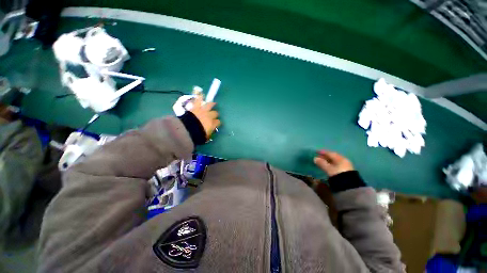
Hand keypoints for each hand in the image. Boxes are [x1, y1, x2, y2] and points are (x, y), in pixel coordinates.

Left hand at [190, 96, 220, 138]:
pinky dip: (199, 96)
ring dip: (211, 104)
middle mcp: (210, 116)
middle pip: (215, 113)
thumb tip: (209, 133)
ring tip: (212, 103)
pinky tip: (200, 93)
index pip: (218, 122)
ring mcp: (203, 111)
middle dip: (215, 114)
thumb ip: (208, 134)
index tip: (216, 124)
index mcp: (213, 124)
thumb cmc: (198, 135)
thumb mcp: (205, 137)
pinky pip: (198, 100)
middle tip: (213, 115)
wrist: (188, 129)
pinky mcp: (196, 107)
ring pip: (209, 105)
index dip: (217, 122)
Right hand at [314, 150, 353, 176]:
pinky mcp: (346, 171)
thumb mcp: (328, 169)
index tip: (316, 152)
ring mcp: (346, 166)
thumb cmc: (338, 175)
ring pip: (335, 161)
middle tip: (319, 157)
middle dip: (326, 156)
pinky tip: (329, 167)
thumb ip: (322, 163)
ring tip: (323, 162)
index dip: (323, 152)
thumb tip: (315, 158)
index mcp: (340, 158)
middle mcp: (344, 160)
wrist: (350, 186)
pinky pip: (337, 165)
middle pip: (333, 157)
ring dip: (329, 161)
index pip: (330, 153)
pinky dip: (332, 165)